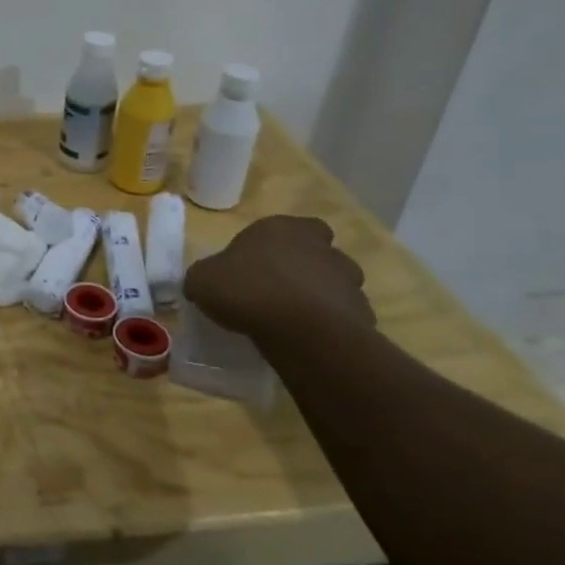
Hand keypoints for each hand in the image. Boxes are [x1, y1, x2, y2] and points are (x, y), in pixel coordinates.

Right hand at [183, 215, 374, 340]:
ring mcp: (347, 280)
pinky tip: (308, 339)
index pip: (291, 225)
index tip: (260, 263)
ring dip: (320, 296)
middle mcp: (321, 247)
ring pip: (335, 284)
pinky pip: (344, 316)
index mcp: (282, 228)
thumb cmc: (248, 290)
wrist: (302, 331)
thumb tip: (202, 284)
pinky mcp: (362, 314)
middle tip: (280, 289)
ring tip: (294, 319)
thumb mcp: (202, 280)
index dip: (278, 243)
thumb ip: (204, 277)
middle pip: (318, 253)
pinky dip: (330, 325)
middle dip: (305, 268)